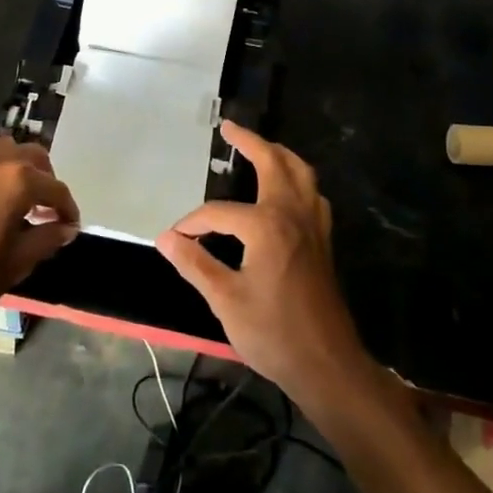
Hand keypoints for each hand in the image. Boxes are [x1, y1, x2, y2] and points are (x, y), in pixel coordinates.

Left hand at [0, 138, 79, 322]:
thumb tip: (65, 227)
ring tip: (16, 200)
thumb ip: (46, 238)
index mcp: (18, 181)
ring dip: (18, 170)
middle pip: (33, 156)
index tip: (70, 227)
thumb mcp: (15, 263)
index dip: (68, 209)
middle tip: (45, 209)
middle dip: (46, 180)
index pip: (56, 188)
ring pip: (4, 151)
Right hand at [156, 122, 371, 409]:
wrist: (327, 364)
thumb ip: (195, 264)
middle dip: (250, 142)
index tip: (174, 238)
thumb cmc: (273, 333)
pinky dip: (298, 180)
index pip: (218, 212)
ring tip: (260, 147)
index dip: (193, 223)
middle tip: (229, 128)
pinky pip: (312, 194)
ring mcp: (314, 225)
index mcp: (267, 225)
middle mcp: (293, 214)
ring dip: (280, 154)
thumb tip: (165, 238)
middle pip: (273, 163)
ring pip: (301, 173)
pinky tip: (287, 190)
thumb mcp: (225, 300)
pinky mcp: (323, 240)